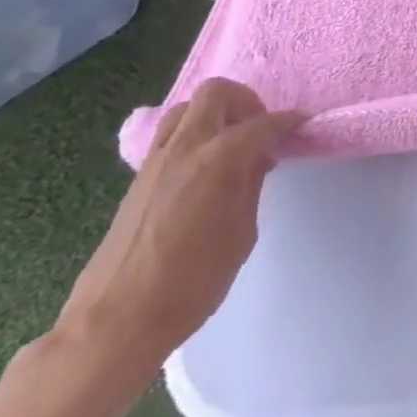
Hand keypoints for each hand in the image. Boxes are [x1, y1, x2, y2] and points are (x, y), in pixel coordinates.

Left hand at [54, 79, 303, 388]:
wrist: (115, 324)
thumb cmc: (192, 283)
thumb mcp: (242, 233)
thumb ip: (250, 187)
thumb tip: (256, 161)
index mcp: (219, 159)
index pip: (263, 123)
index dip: (288, 122)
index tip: (301, 126)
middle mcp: (185, 148)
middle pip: (217, 92)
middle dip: (246, 102)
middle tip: (260, 130)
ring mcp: (155, 162)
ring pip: (187, 108)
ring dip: (214, 114)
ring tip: (231, 145)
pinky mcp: (137, 180)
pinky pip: (169, 135)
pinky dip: (193, 136)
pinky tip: (205, 168)